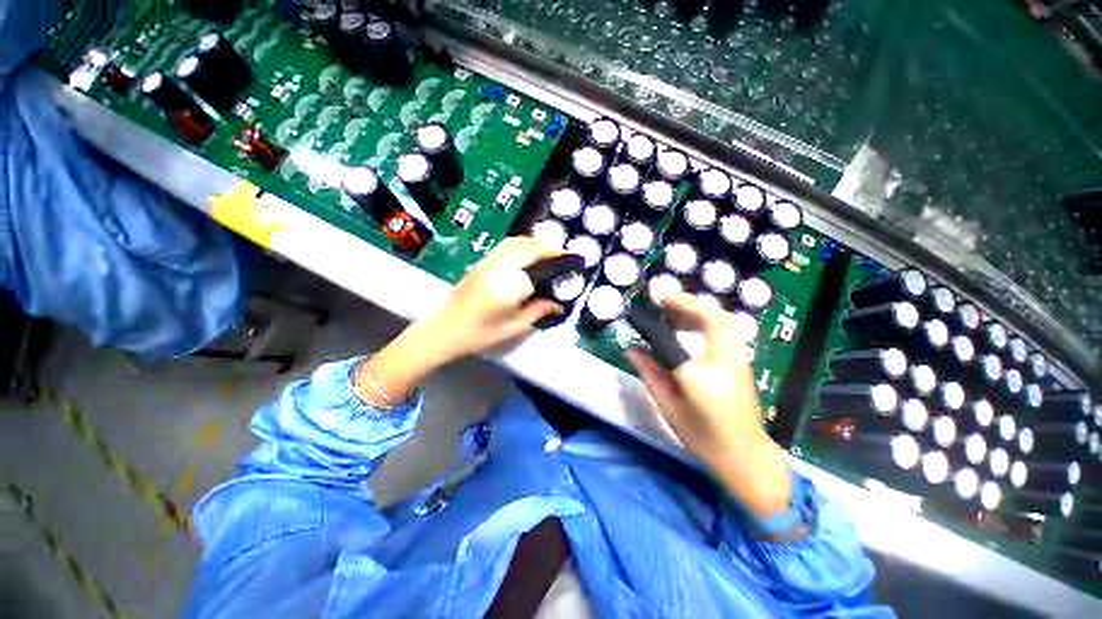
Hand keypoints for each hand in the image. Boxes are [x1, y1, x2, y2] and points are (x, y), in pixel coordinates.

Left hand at [357, 237, 562, 406]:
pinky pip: (504, 245)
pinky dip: (521, 244)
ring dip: (534, 242)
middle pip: (527, 247)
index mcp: (508, 286)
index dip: (556, 264)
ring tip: (547, 252)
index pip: (538, 268)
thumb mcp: (514, 328)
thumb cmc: (480, 334)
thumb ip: (538, 311)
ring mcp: (487, 262)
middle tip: (562, 254)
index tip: (570, 264)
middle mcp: (498, 268)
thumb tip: (558, 305)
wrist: (444, 330)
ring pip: (515, 241)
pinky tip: (528, 253)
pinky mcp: (480, 262)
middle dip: (548, 247)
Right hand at [627, 289, 791, 517]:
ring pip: (722, 319)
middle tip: (659, 295)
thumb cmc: (703, 438)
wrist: (746, 456)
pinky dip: (703, 317)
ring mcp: (738, 359)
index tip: (645, 304)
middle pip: (711, 318)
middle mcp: (725, 363)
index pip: (676, 341)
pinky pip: (724, 328)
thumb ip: (649, 373)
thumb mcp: (668, 407)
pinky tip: (685, 323)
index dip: (658, 320)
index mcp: (701, 380)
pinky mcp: (741, 359)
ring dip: (694, 307)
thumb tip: (632, 349)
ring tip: (668, 308)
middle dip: (684, 301)